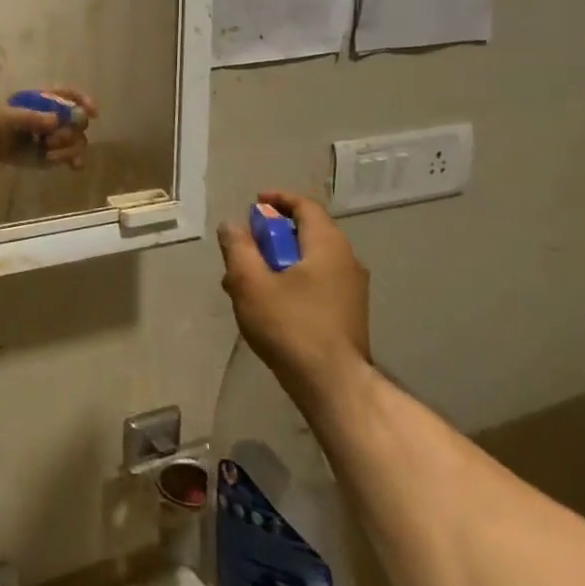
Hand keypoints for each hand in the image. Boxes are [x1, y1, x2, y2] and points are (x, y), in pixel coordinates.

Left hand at [0, 87, 99, 167]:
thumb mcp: (9, 117)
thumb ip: (31, 118)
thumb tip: (55, 121)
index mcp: (47, 100)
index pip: (71, 96)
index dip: (84, 102)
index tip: (91, 112)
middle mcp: (56, 117)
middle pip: (78, 122)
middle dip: (71, 132)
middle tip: (51, 141)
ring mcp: (54, 136)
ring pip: (76, 141)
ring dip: (69, 149)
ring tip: (49, 154)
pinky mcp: (50, 153)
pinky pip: (68, 157)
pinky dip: (73, 160)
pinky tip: (74, 166)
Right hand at [217, 190, 370, 407]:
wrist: (334, 386)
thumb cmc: (291, 326)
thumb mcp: (251, 282)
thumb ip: (238, 247)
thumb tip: (233, 225)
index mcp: (328, 245)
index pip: (305, 206)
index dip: (277, 200)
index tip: (253, 204)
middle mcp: (346, 260)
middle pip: (305, 233)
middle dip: (270, 237)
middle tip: (243, 250)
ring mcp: (351, 290)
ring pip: (308, 262)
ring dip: (276, 263)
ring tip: (246, 284)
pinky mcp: (348, 314)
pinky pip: (315, 283)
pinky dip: (290, 282)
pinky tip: (267, 306)